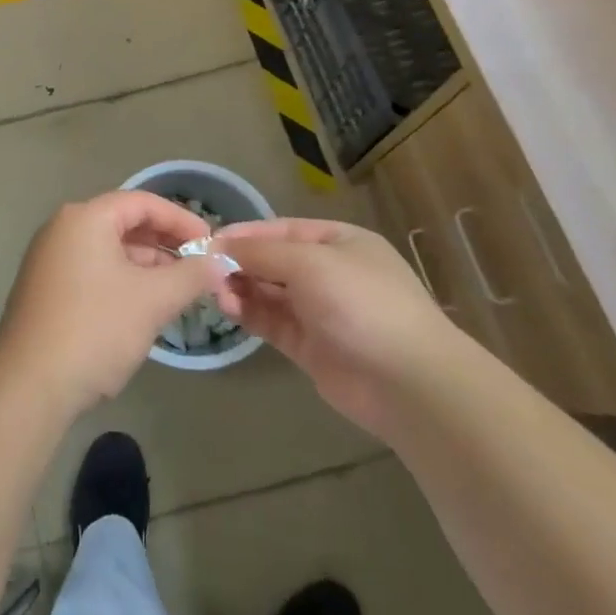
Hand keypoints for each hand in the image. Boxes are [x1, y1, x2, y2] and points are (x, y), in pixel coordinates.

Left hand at [0, 192, 226, 415]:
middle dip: (165, 244)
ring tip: (179, 291)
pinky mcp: (47, 289)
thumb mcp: (152, 300)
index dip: (181, 220)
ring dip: (147, 266)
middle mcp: (64, 228)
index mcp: (85, 218)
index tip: (211, 245)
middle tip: (200, 269)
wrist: (29, 385)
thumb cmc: (95, 329)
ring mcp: (51, 259)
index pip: (142, 202)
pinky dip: (124, 281)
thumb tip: (218, 262)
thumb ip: (190, 276)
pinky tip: (145, 308)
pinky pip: (94, 271)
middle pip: (124, 223)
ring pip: (110, 250)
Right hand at [212, 218, 466, 433]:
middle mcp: (328, 272)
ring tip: (216, 293)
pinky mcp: (311, 347)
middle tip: (205, 272)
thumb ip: (261, 252)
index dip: (244, 234)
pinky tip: (228, 309)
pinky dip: (250, 313)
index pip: (280, 230)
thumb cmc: (362, 304)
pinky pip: (272, 321)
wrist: (410, 384)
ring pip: (269, 292)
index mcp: (338, 242)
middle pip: (272, 261)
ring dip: (240, 288)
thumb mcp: (309, 263)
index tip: (207, 241)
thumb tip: (219, 244)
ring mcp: (320, 311)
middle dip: (239, 263)